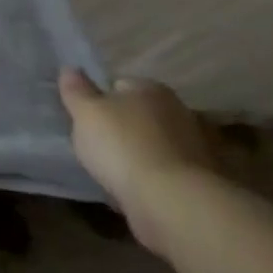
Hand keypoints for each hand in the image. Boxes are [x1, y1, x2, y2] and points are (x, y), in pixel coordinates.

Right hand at [59, 68, 221, 258]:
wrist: (174, 203)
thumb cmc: (123, 146)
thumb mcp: (86, 112)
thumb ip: (76, 90)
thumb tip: (70, 69)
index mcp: (151, 89)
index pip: (119, 85)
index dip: (100, 100)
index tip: (86, 119)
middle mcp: (179, 112)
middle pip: (140, 115)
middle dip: (122, 127)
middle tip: (97, 145)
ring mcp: (195, 149)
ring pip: (154, 146)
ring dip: (138, 155)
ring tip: (114, 172)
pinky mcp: (202, 183)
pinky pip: (165, 174)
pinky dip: (152, 180)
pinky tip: (134, 192)